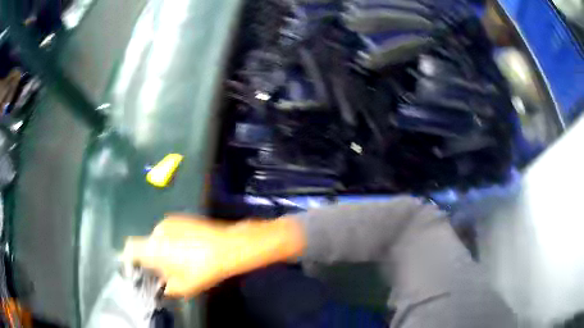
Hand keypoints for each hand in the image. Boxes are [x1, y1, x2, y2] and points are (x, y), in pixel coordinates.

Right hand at [122, 215, 305, 297]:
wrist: (227, 246)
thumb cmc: (203, 269)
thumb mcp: (184, 287)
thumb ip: (166, 286)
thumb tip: (162, 284)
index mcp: (153, 248)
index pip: (130, 248)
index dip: (130, 258)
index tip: (137, 268)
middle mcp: (157, 231)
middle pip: (146, 244)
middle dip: (152, 257)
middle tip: (167, 269)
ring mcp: (169, 221)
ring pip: (159, 238)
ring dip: (164, 248)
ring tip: (182, 259)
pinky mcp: (181, 217)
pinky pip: (169, 231)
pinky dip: (173, 239)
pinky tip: (189, 248)